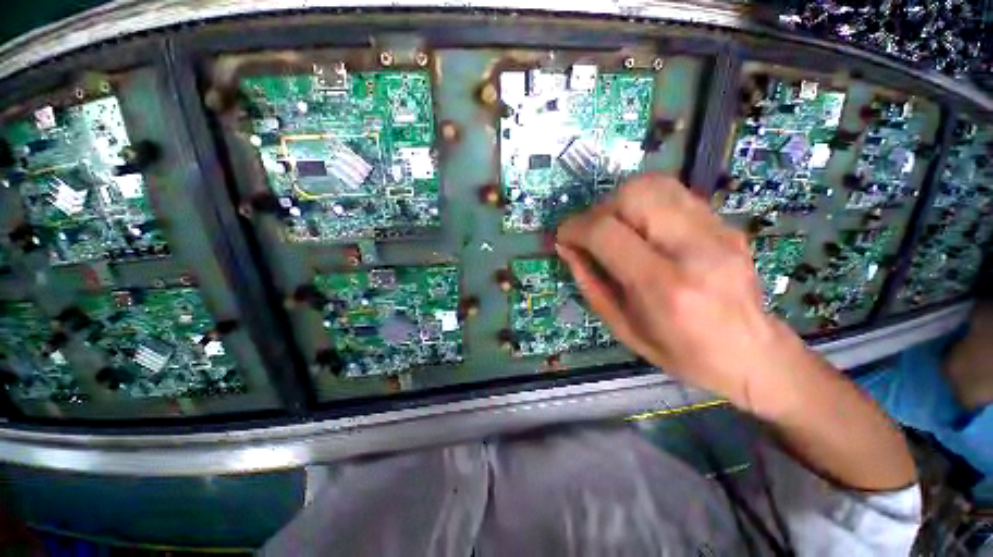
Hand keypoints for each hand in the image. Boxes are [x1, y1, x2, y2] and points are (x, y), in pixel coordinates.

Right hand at [556, 173, 814, 416]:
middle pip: (634, 194)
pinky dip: (644, 204)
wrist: (752, 354)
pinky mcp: (726, 224)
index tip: (563, 237)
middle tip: (591, 233)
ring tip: (614, 228)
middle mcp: (695, 249)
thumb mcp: (622, 327)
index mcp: (664, 287)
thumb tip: (566, 248)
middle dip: (599, 209)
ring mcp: (717, 231)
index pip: (607, 232)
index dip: (575, 228)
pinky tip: (641, 229)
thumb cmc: (680, 353)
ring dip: (620, 201)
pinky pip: (673, 194)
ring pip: (655, 184)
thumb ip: (589, 282)